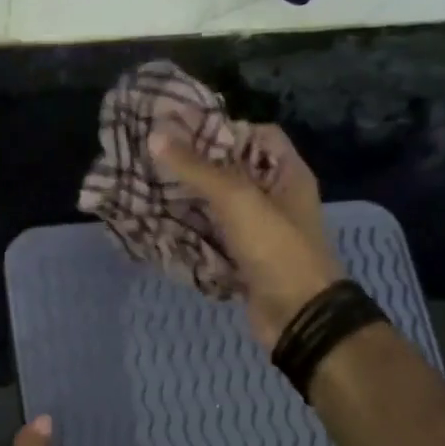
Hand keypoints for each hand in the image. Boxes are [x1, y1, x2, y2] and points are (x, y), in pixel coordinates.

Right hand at [150, 125, 343, 345]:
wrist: (297, 316)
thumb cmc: (275, 248)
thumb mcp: (236, 199)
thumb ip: (196, 168)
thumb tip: (154, 137)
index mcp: (287, 174)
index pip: (258, 136)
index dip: (224, 129)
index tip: (183, 132)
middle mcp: (274, 199)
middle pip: (232, 172)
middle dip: (195, 167)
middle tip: (153, 159)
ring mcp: (258, 233)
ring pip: (217, 208)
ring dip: (186, 201)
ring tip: (147, 189)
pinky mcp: (242, 261)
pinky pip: (211, 240)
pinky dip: (188, 234)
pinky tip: (157, 226)